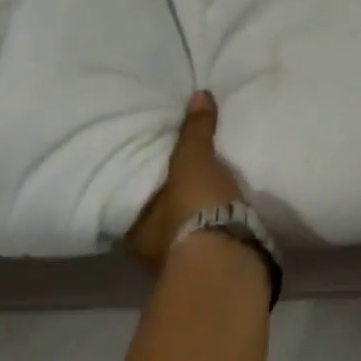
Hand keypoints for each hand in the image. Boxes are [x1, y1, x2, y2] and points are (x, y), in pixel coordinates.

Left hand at [126, 90, 245, 272]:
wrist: (227, 259)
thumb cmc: (193, 208)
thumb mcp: (192, 159)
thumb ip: (195, 129)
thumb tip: (199, 94)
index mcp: (135, 230)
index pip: (133, 202)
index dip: (143, 185)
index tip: (153, 169)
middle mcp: (151, 251)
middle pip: (159, 217)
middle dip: (172, 199)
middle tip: (186, 173)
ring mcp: (182, 263)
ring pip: (184, 230)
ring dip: (195, 214)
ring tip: (211, 188)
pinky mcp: (213, 267)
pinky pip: (210, 237)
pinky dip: (216, 224)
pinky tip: (227, 209)